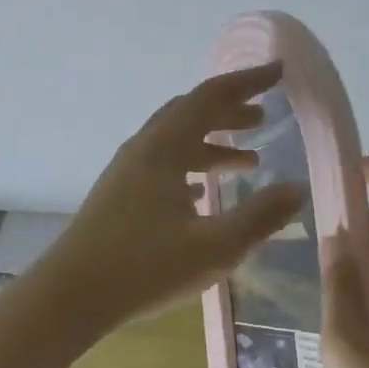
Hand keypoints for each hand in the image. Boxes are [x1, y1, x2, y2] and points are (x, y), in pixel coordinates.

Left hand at [42, 62, 306, 328]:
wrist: (70, 296)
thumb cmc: (145, 268)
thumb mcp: (215, 246)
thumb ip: (261, 216)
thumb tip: (298, 188)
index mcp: (164, 148)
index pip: (211, 97)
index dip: (248, 81)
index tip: (278, 71)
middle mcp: (144, 149)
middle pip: (191, 113)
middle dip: (229, 110)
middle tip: (263, 115)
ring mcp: (127, 171)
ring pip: (176, 141)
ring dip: (213, 142)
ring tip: (250, 160)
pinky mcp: (119, 195)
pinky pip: (163, 165)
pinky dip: (192, 167)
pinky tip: (205, 194)